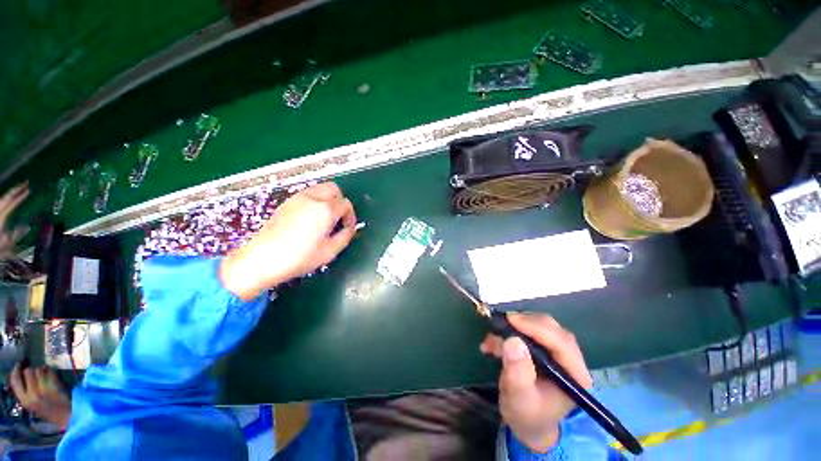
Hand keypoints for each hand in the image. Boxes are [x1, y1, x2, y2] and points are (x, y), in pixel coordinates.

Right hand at [9, 364, 71, 429]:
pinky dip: (50, 370)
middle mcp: (32, 394)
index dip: (16, 370)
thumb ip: (25, 392)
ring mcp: (44, 389)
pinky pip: (50, 370)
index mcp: (24, 400)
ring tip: (45, 376)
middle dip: (32, 370)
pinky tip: (51, 374)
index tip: (19, 364)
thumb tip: (21, 374)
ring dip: (41, 370)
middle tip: (36, 373)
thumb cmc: (48, 410)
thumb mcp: (31, 404)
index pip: (14, 381)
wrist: (65, 416)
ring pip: (39, 369)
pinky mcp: (55, 385)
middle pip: (28, 371)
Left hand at [220, 182, 356, 299]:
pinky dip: (315, 200)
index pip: (346, 204)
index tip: (347, 228)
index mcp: (325, 210)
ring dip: (328, 199)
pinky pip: (308, 194)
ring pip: (320, 188)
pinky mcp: (286, 202)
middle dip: (341, 201)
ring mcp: (297, 198)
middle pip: (334, 189)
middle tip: (338, 218)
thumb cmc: (299, 257)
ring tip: (325, 217)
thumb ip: (345, 236)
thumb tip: (350, 228)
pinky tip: (311, 217)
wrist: (262, 259)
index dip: (350, 216)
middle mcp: (313, 198)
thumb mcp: (330, 251)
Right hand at [480, 313, 591, 452]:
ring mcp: (556, 351)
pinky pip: (527, 329)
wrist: (526, 422)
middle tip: (500, 325)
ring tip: (492, 340)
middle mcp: (569, 358)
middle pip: (551, 329)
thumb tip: (513, 340)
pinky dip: (508, 332)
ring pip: (538, 325)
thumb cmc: (527, 415)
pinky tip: (492, 344)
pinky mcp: (542, 346)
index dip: (537, 328)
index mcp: (574, 375)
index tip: (511, 320)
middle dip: (524, 324)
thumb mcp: (520, 399)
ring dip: (513, 327)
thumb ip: (518, 373)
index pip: (561, 342)